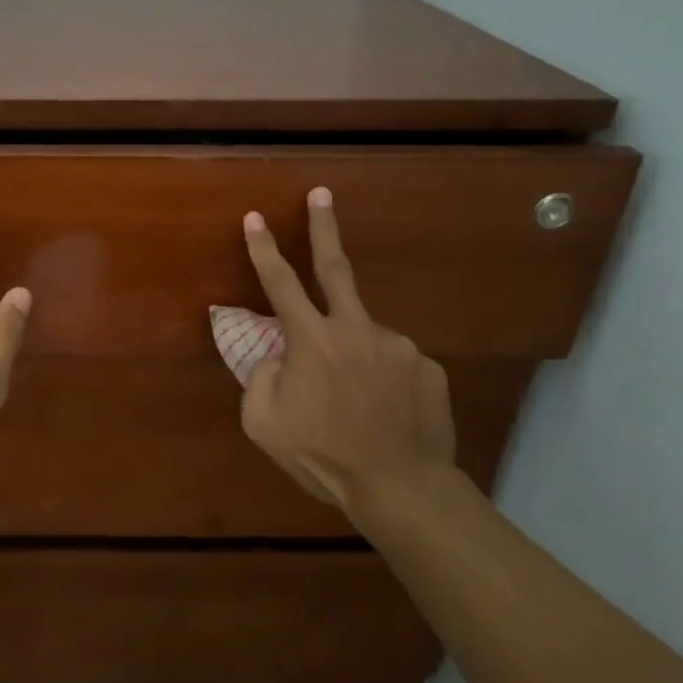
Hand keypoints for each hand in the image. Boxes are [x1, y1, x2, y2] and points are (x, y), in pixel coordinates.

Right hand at [240, 187, 456, 520]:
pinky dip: (381, 379)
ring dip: (352, 357)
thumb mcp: (263, 424)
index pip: (280, 283)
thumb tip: (275, 356)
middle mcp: (356, 330)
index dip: (263, 249)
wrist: (400, 488)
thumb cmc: (322, 456)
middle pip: (335, 268)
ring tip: (355, 404)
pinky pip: (393, 363)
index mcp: (311, 341)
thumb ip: (259, 378)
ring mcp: (397, 345)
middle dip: (324, 227)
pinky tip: (384, 413)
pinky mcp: (427, 365)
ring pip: (363, 337)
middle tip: (322, 194)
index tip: (255, 217)